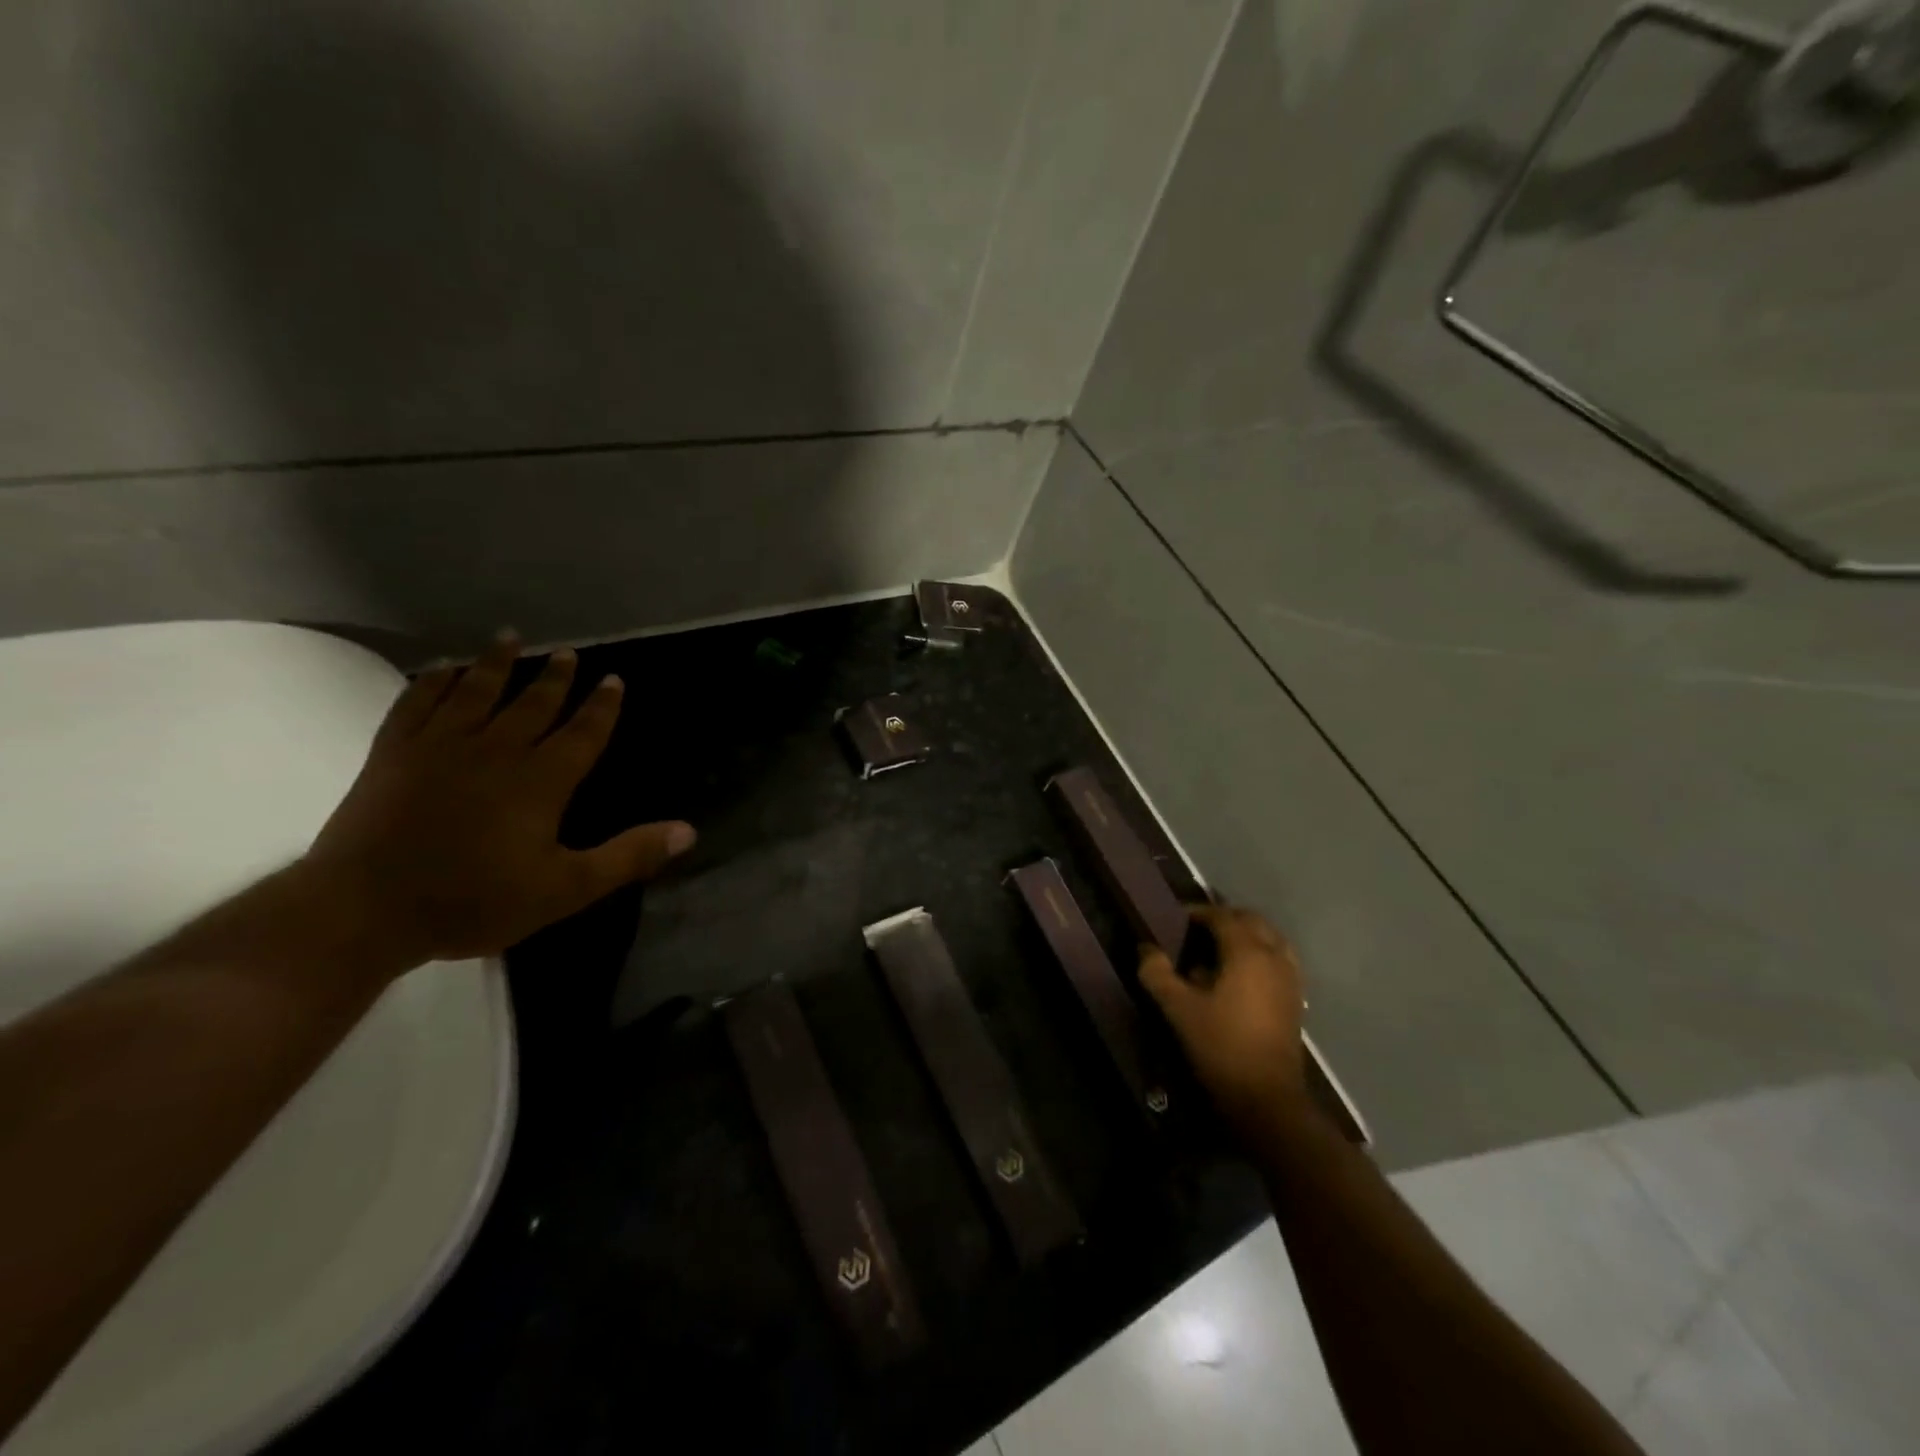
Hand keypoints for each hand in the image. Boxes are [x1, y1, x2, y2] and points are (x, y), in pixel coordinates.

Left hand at [303, 632, 695, 969]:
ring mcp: (440, 747)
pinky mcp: (393, 753)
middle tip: (568, 653)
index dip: (601, 707)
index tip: (613, 679)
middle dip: (554, 677)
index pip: (582, 733)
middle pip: (533, 704)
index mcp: (541, 780)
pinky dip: (433, 682)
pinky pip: (417, 703)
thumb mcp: (566, 889)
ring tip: (510, 638)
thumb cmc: (474, 901)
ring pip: (476, 692)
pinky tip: (443, 669)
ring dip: (496, 664)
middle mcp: (496, 751)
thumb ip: (628, 856)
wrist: (363, 910)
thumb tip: (688, 830)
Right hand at [1139, 905, 1305, 1127]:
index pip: (1222, 916)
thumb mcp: (1178, 1009)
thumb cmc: (1220, 1046)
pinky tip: (1239, 976)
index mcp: (1247, 952)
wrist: (1266, 1098)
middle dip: (1224, 919)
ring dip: (1246, 936)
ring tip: (1218, 950)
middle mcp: (1274, 957)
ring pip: (1270, 939)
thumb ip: (1157, 974)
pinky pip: (1279, 960)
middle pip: (1252, 921)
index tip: (1175, 918)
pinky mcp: (1296, 1000)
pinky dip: (1260, 955)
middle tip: (1196, 930)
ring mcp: (1290, 978)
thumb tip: (1146, 949)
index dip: (1197, 912)